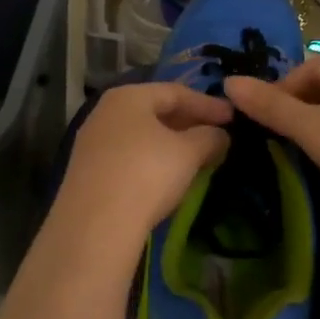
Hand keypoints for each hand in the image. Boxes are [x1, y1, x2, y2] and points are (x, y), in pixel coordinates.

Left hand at [49, 81, 231, 241]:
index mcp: (128, 96)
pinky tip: (167, 176)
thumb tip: (220, 135)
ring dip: (170, 143)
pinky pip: (127, 156)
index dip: (208, 104)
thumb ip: (209, 137)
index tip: (233, 117)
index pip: (176, 92)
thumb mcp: (189, 152)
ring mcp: (91, 142)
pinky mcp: (86, 172)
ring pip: (140, 135)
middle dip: (188, 123)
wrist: (95, 226)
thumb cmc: (147, 174)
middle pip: (155, 111)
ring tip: (196, 157)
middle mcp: (105, 112)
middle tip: (216, 135)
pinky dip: (151, 160)